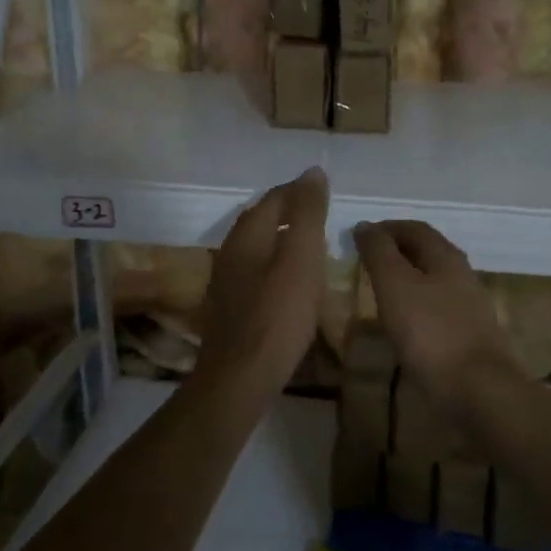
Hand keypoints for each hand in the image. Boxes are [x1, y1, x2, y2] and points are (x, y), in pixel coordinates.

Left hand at [195, 167, 329, 392]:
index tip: (324, 188)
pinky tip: (289, 280)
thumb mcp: (301, 259)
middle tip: (319, 212)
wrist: (240, 377)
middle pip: (261, 219)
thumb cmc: (277, 315)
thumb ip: (307, 214)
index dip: (299, 190)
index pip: (275, 198)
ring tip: (309, 243)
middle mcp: (231, 251)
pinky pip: (255, 270)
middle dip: (288, 210)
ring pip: (257, 245)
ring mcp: (226, 280)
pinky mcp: (230, 307)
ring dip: (281, 237)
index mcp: (247, 235)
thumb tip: (313, 172)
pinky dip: (275, 263)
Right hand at [353, 220, 519, 410]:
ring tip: (380, 291)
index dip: (386, 228)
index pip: (414, 228)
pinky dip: (417, 305)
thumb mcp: (395, 285)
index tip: (360, 236)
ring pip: (434, 280)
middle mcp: (462, 274)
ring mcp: (470, 306)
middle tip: (367, 262)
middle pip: (427, 252)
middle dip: (397, 251)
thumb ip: (379, 252)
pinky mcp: (471, 335)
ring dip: (407, 279)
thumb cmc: (431, 332)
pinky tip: (405, 323)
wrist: (479, 390)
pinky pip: (438, 308)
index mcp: (446, 256)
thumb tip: (365, 225)